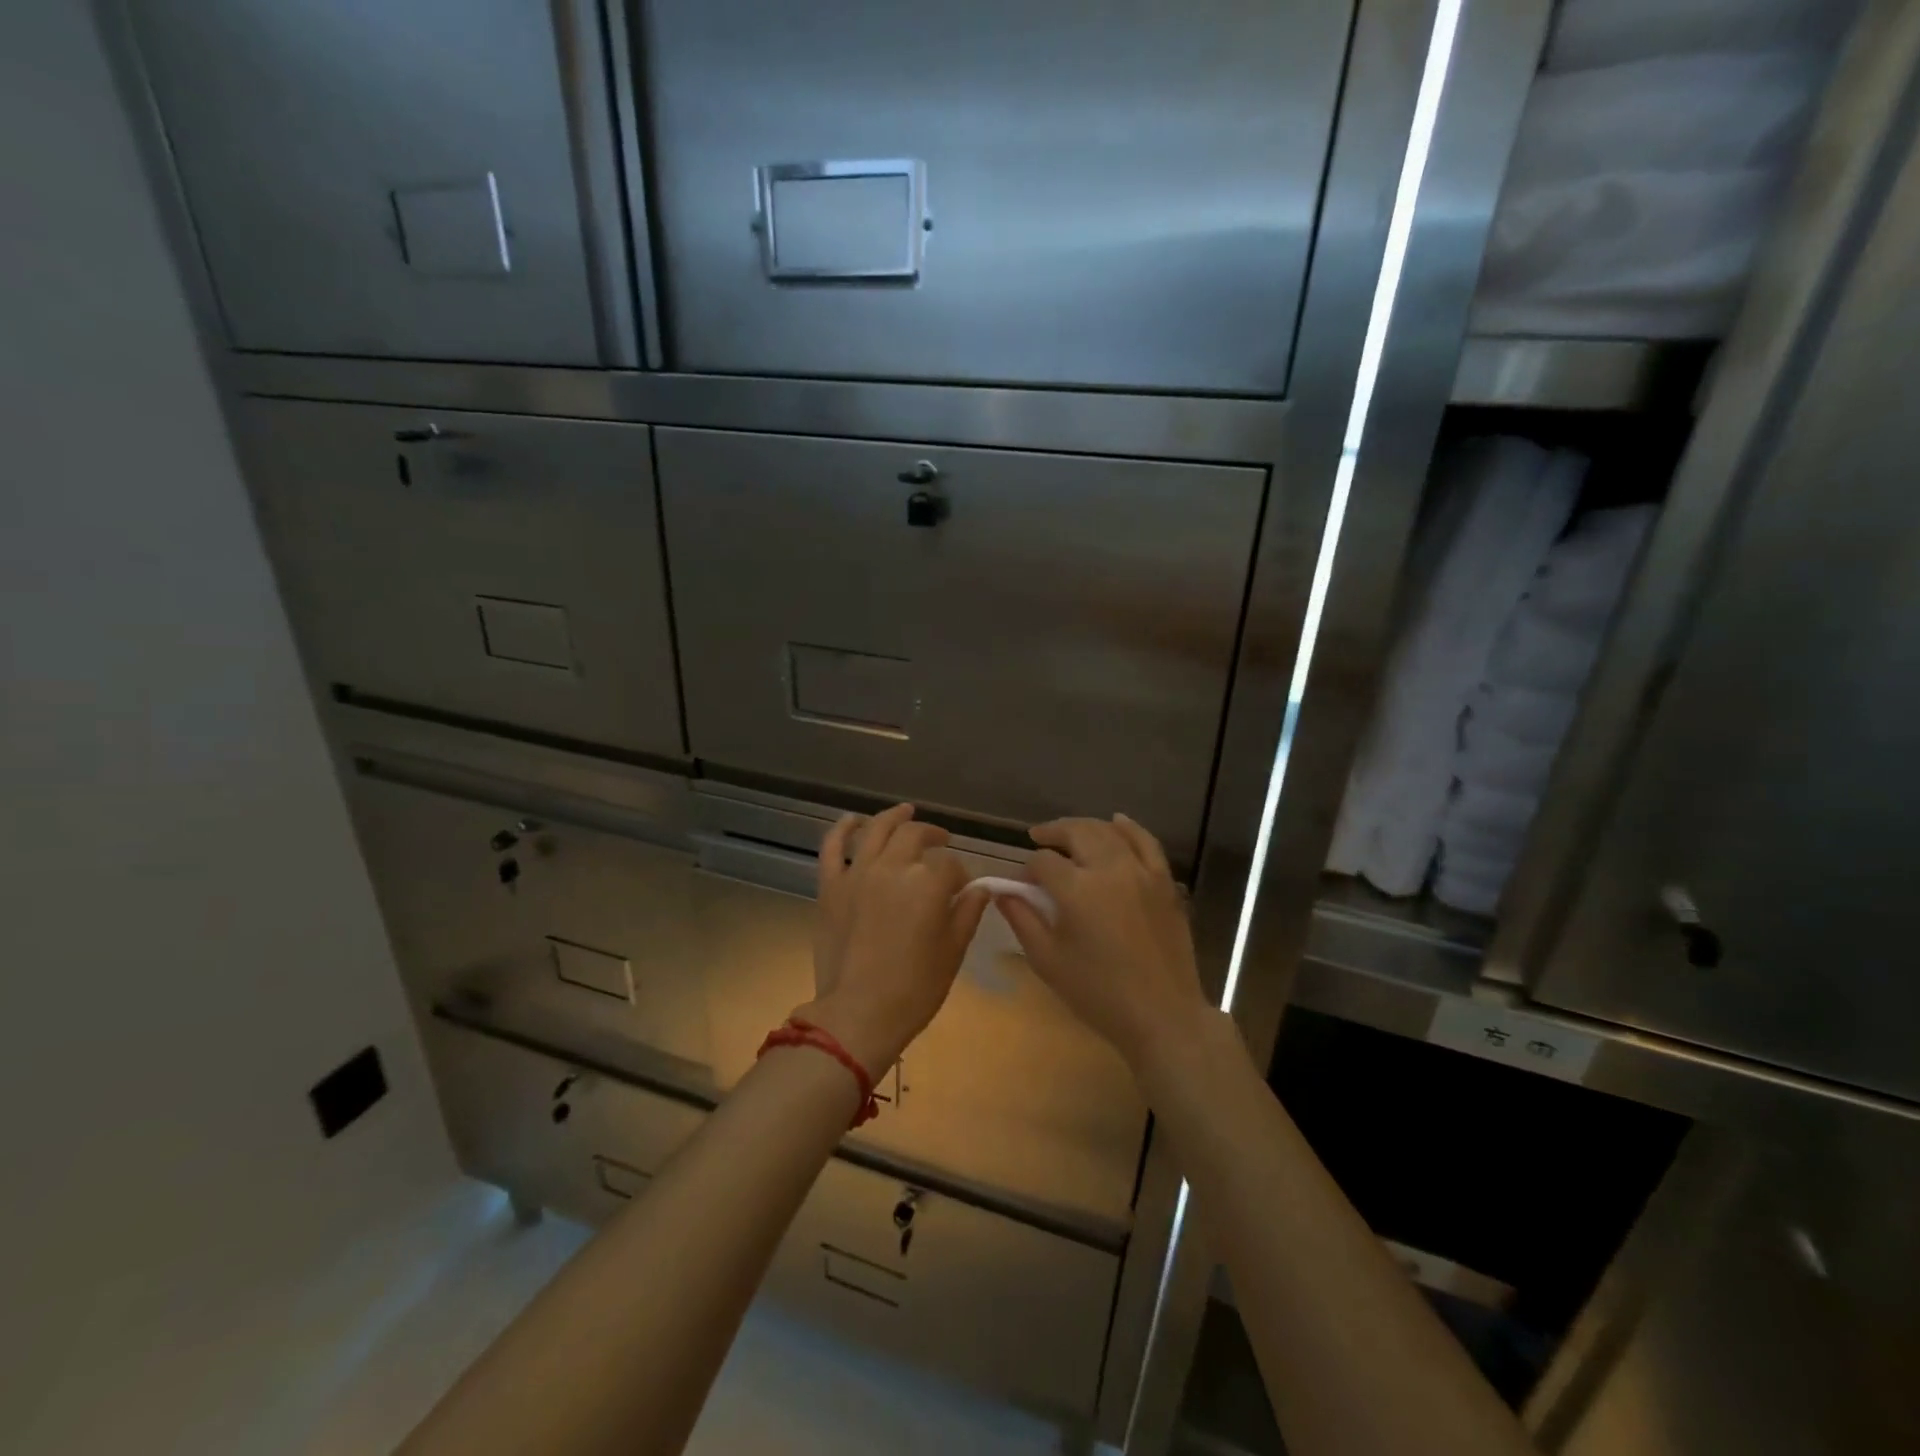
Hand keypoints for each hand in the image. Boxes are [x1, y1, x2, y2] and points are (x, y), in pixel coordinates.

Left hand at [801, 804, 989, 1076]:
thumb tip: (979, 888)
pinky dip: (843, 828)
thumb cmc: (914, 989)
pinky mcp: (831, 885)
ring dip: (894, 816)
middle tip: (941, 842)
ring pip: (877, 829)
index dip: (959, 876)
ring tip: (906, 811)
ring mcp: (858, 873)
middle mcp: (893, 867)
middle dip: (933, 836)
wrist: (858, 1013)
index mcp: (928, 884)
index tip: (961, 890)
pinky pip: (832, 847)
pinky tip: (853, 819)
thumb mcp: (953, 952)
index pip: (950, 866)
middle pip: (915, 836)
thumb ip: (968, 912)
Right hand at [996, 815, 1213, 1077]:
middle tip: (1038, 839)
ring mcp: (1141, 872)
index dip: (1027, 869)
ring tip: (1068, 833)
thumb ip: (1022, 919)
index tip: (1021, 884)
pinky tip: (1117, 822)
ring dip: (1084, 827)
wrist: (1162, 1015)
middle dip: (1053, 832)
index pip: (1043, 862)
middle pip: (1076, 832)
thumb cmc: (1098, 993)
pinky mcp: (1164, 882)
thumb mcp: (1048, 960)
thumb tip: (1003, 891)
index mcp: (1077, 889)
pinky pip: (1147, 842)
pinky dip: (1129, 828)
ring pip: (1109, 832)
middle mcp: (1110, 869)